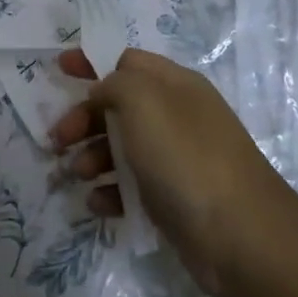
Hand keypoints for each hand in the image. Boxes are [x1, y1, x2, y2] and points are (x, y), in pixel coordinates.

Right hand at [51, 48, 297, 296]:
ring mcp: (176, 159)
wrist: (239, 235)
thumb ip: (114, 83)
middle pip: (117, 106)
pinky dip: (109, 191)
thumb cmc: (186, 157)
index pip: (127, 62)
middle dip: (83, 119)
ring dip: (91, 156)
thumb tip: (102, 94)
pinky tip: (99, 203)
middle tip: (58, 139)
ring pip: (120, 147)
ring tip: (79, 174)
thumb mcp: (143, 101)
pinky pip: (130, 186)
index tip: (59, 70)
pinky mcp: (172, 197)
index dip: (92, 62)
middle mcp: (176, 117)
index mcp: (174, 86)